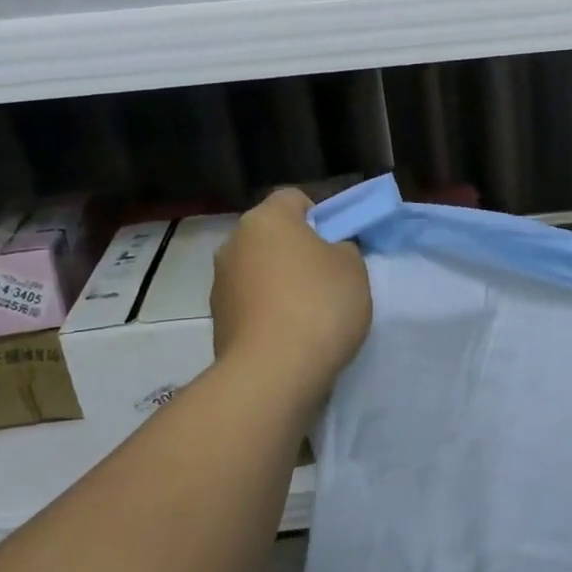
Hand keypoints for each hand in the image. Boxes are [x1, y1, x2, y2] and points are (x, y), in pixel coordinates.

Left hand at [211, 188, 371, 388]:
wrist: (274, 372)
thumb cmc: (319, 305)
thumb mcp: (353, 267)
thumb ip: (342, 249)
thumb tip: (327, 253)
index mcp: (266, 219)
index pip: (294, 199)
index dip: (320, 216)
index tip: (338, 244)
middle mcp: (233, 243)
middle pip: (272, 236)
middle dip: (296, 251)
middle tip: (327, 277)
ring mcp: (220, 284)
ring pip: (259, 271)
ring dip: (279, 283)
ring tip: (309, 314)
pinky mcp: (218, 321)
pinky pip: (251, 304)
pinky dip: (268, 312)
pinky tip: (291, 336)